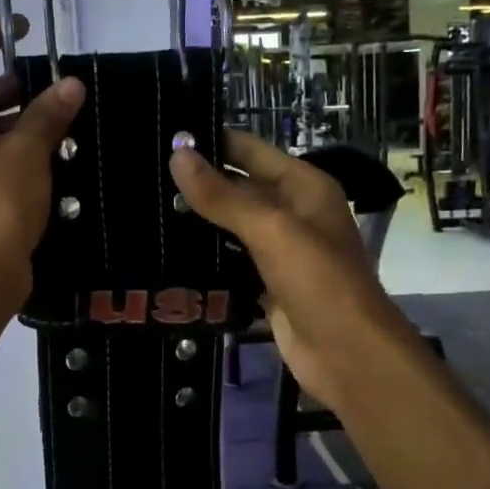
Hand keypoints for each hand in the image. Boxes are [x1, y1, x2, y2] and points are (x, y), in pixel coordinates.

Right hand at [170, 132, 415, 406]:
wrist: (347, 354)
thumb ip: (222, 195)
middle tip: (142, 177)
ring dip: (197, 223)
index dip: (211, 142)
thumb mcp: (270, 230)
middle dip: (197, 183)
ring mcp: (280, 252)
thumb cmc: (318, 281)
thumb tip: (177, 154)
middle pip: (238, 189)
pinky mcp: (266, 286)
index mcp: (303, 187)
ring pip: (230, 228)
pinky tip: (167, 256)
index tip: (162, 135)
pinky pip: (230, 264)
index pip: (250, 151)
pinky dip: (205, 260)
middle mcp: (293, 213)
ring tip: (145, 211)